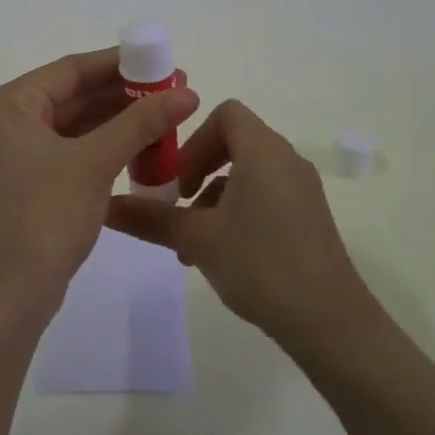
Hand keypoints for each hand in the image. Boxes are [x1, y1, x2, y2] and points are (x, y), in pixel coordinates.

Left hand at [0, 48, 198, 317]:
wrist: (9, 294)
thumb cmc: (45, 215)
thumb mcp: (96, 162)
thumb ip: (141, 122)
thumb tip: (187, 92)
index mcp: (6, 105)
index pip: (70, 70)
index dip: (120, 64)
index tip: (162, 62)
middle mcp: (2, 123)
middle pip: (71, 96)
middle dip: (123, 95)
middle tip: (172, 91)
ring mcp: (11, 156)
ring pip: (72, 126)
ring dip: (116, 122)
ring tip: (165, 116)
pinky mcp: (23, 184)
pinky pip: (67, 152)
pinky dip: (101, 148)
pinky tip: (140, 147)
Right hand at [107, 99, 374, 352]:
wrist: (329, 320)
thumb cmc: (259, 263)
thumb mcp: (197, 238)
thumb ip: (151, 218)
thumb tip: (106, 207)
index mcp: (263, 151)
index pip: (226, 114)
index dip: (195, 138)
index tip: (178, 177)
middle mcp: (287, 161)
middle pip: (235, 144)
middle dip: (199, 171)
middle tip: (178, 205)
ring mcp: (302, 191)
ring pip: (248, 176)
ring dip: (214, 200)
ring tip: (191, 245)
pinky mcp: (309, 219)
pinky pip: (265, 199)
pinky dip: (238, 214)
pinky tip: (221, 257)